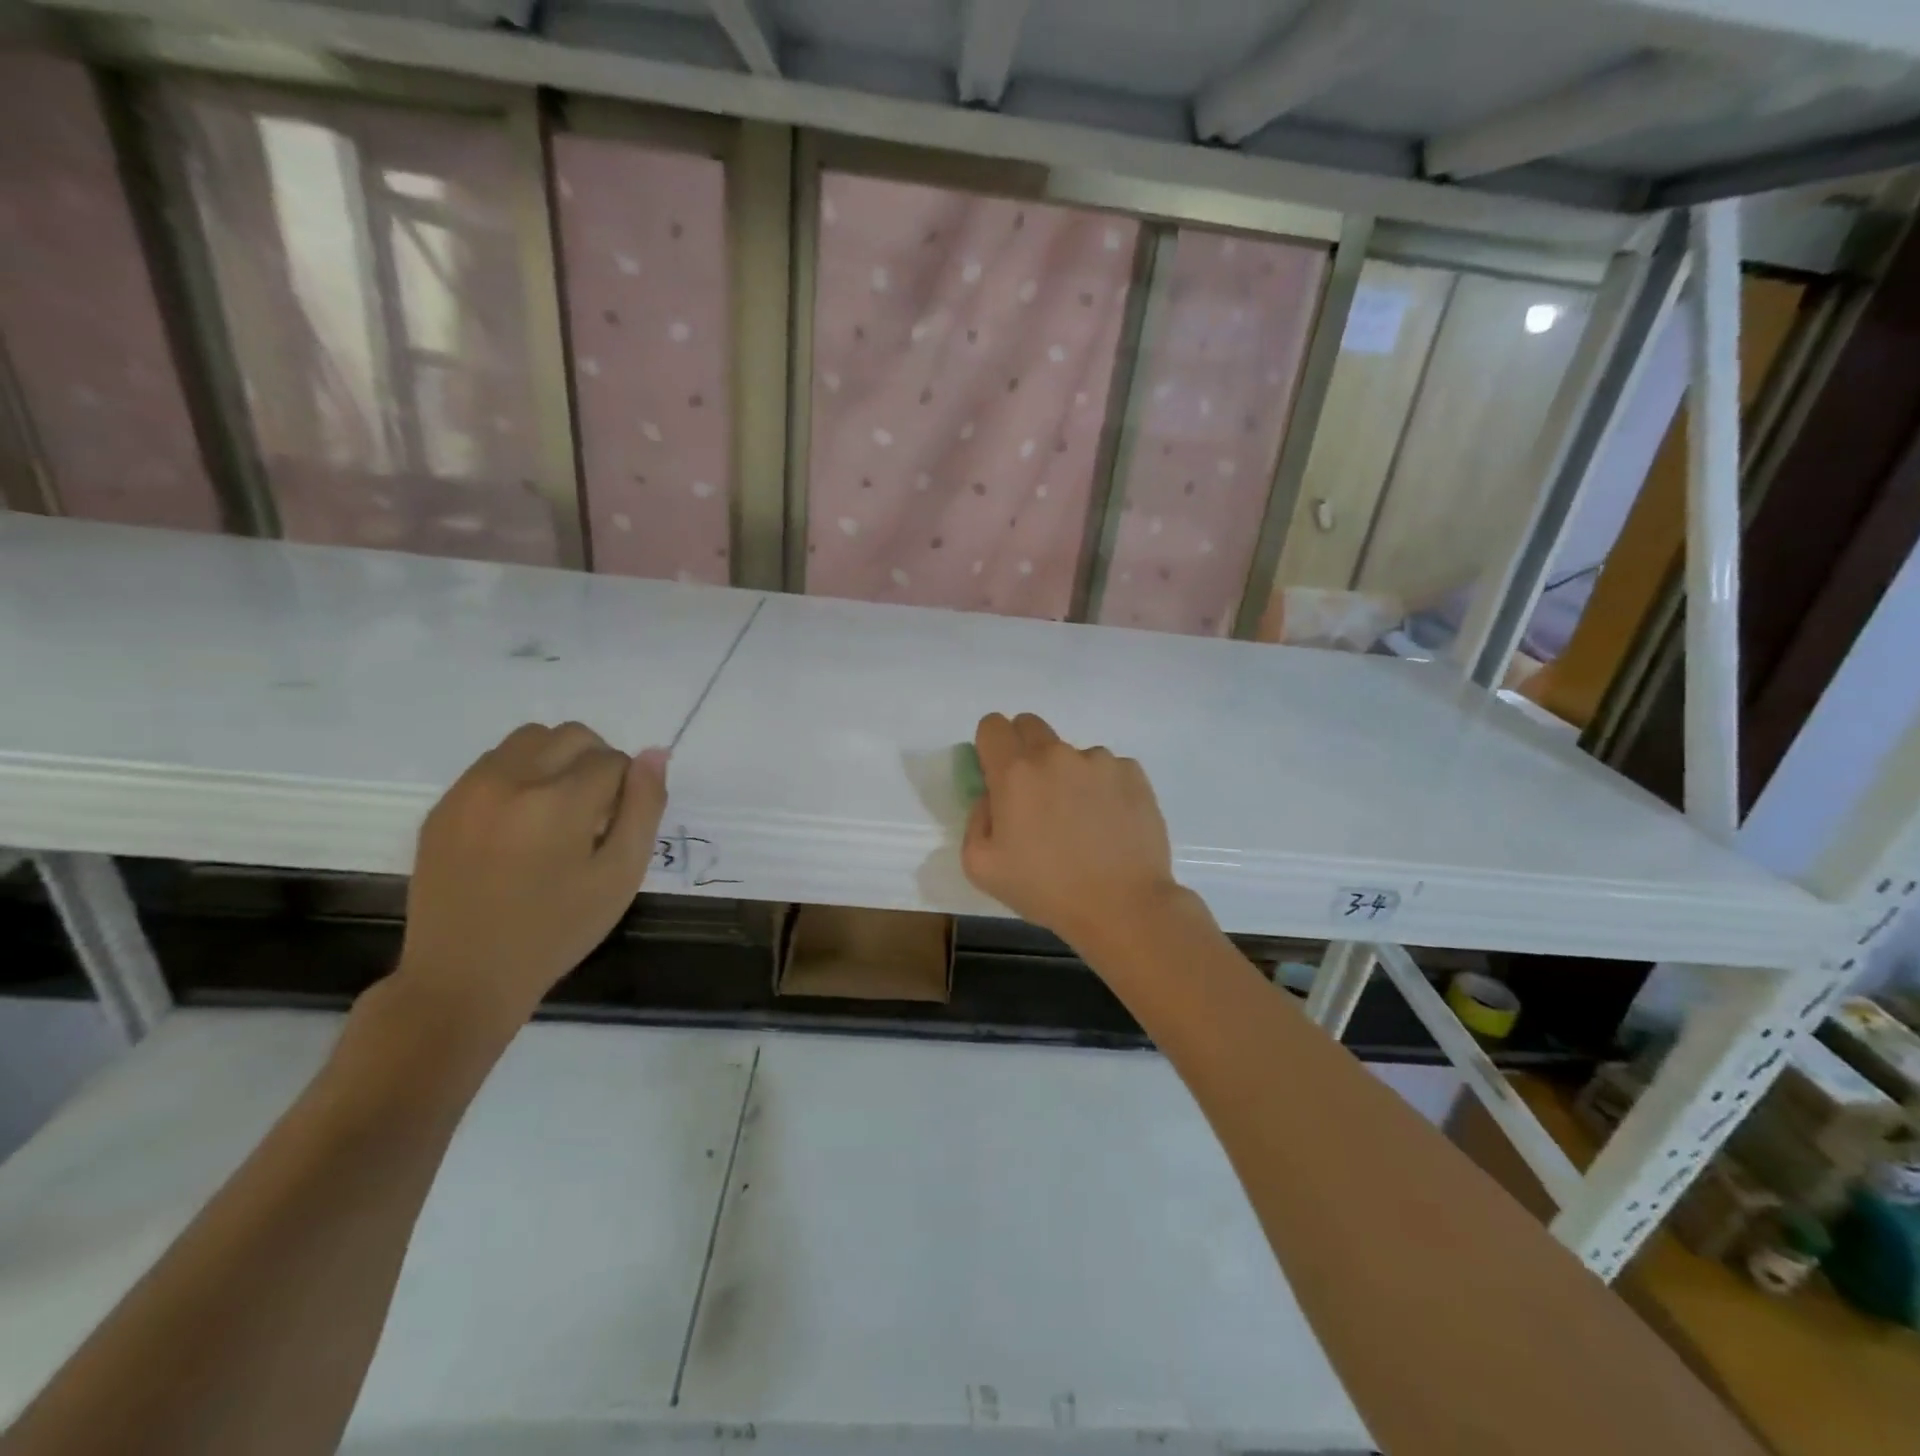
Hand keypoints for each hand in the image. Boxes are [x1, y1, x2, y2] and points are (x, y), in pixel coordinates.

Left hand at [395, 723, 667, 1030]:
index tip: (616, 827)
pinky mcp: (443, 805)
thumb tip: (655, 753)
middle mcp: (510, 780)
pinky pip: (494, 763)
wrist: (464, 977)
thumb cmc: (557, 930)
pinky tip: (520, 825)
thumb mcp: (620, 875)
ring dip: (557, 761)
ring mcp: (469, 790)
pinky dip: (520, 776)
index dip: (627, 789)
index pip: (613, 759)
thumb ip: (644, 808)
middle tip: (595, 814)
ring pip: (530, 739)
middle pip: (571, 736)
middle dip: (596, 762)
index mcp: (558, 801)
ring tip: (557, 814)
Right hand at [960, 712, 1184, 953]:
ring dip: (1068, 775)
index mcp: (1015, 772)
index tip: (997, 774)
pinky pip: (1107, 769)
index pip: (992, 725)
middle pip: (1030, 726)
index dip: (990, 746)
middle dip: (1024, 751)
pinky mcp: (1132, 773)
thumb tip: (991, 798)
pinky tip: (1108, 824)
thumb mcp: (982, 867)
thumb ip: (976, 820)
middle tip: (1034, 795)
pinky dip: (1102, 788)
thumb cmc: (1046, 889)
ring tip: (1080, 822)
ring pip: (1072, 754)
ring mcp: (1098, 760)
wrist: (1122, 905)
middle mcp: (1056, 754)